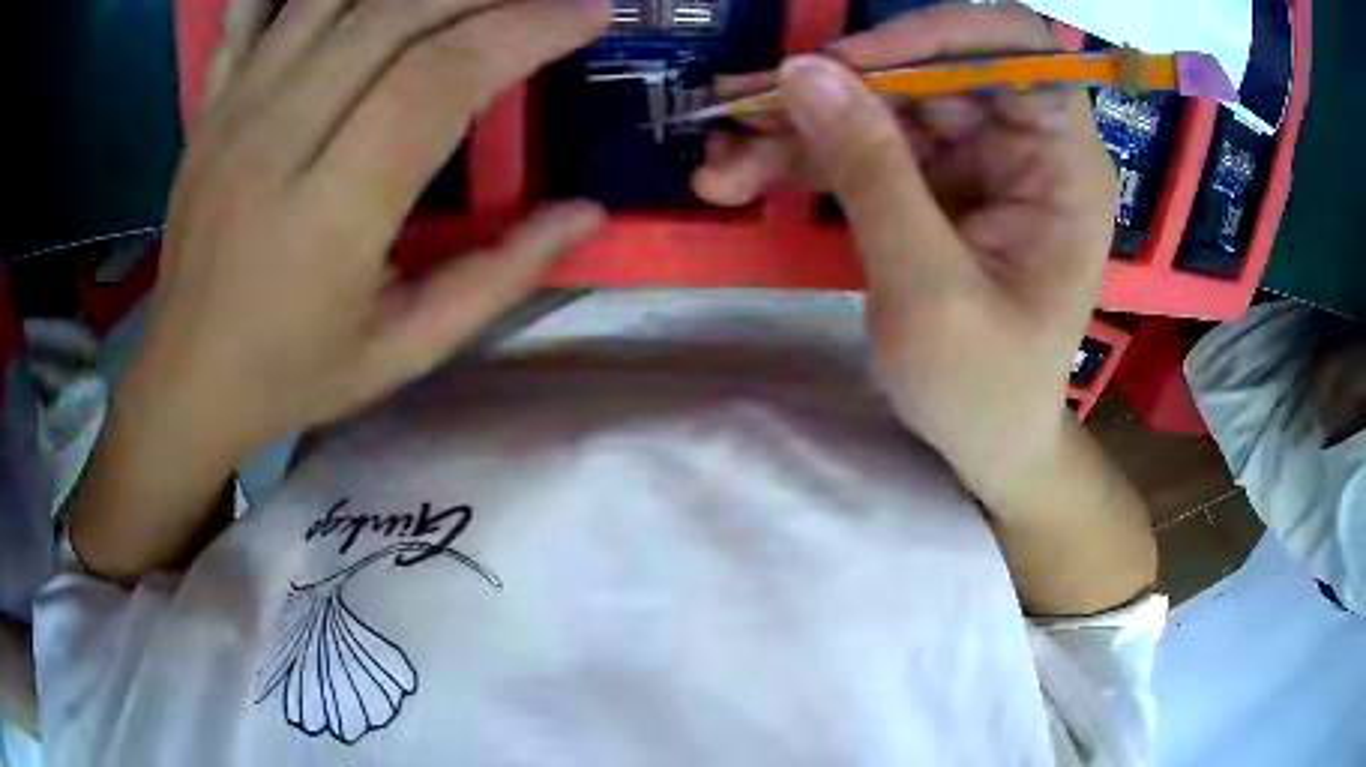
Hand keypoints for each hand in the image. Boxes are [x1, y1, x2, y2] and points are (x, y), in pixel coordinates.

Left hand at [127, 0, 610, 461]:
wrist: (186, 379)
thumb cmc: (293, 375)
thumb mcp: (404, 352)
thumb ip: (498, 278)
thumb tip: (587, 210)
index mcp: (327, 216)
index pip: (437, 80)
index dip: (525, 31)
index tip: (590, 15)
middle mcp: (274, 142)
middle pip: (391, 16)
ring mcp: (233, 113)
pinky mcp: (211, 106)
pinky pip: (254, 11)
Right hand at [693, 5, 1115, 505]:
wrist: (983, 445)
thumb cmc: (983, 387)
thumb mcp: (929, 289)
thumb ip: (872, 172)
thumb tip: (804, 71)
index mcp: (1062, 165)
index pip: (1018, 50)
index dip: (939, 34)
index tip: (852, 62)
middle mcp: (1023, 147)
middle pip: (928, 72)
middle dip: (834, 89)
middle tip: (743, 110)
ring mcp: (975, 162)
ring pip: (881, 106)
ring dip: (799, 127)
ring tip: (722, 162)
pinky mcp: (933, 184)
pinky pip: (865, 145)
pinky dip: (804, 158)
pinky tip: (741, 176)